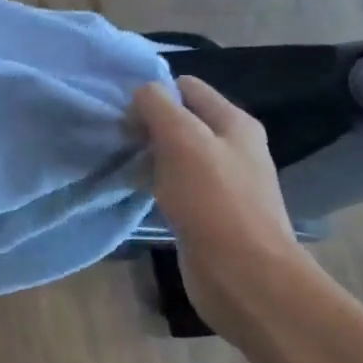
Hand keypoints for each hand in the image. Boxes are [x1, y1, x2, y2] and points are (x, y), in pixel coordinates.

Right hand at [133, 76, 327, 346]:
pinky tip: (136, 189)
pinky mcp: (207, 211)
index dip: (154, 92)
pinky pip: (174, 183)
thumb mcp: (182, 139)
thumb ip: (158, 106)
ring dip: (148, 154)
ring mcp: (221, 181)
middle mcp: (232, 148)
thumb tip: (141, 92)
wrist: (243, 275)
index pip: (187, 87)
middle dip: (147, 124)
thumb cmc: (213, 200)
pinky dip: (153, 181)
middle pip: (180, 119)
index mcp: (234, 124)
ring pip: (174, 152)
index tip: (124, 111)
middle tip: (119, 137)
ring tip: (122, 161)